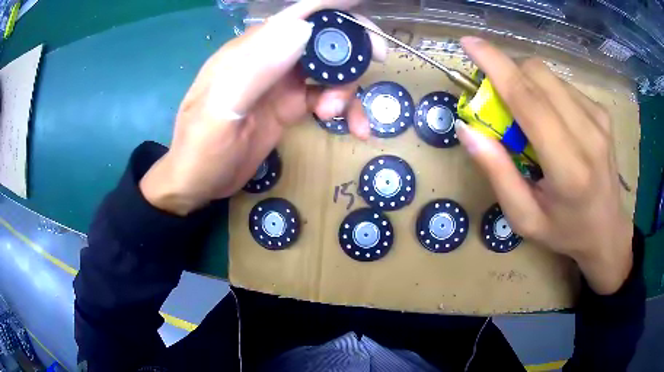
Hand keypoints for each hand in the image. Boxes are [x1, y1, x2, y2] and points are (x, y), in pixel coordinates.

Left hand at [140, 0, 386, 215]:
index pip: (295, 16)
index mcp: (249, 51)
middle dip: (350, 47)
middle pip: (320, 39)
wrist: (197, 183)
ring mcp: (281, 82)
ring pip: (328, 69)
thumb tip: (303, 29)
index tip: (364, 8)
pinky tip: (355, 128)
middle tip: (376, 61)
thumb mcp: (221, 111)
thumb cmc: (200, 150)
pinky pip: (326, 96)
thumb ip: (257, 68)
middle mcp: (269, 59)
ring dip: (346, 86)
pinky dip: (345, 109)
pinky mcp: (290, 105)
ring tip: (338, 114)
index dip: (332, 7)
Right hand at [455, 37, 632, 294]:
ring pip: (549, 76)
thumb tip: (468, 129)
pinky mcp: (602, 112)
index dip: (496, 66)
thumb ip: (497, 173)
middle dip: (509, 74)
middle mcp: (589, 134)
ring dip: (527, 84)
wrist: (606, 230)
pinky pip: (563, 85)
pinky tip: (552, 120)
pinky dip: (546, 93)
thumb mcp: (523, 216)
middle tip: (500, 102)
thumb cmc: (564, 230)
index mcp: (568, 168)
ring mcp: (599, 119)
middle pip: (538, 75)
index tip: (469, 44)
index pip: (529, 101)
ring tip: (529, 118)